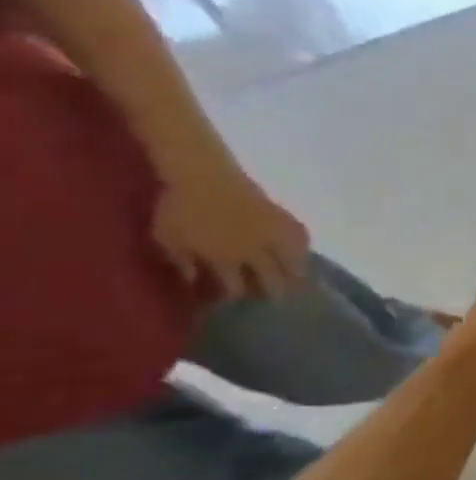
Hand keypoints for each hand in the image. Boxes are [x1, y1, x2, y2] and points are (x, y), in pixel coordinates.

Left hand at [152, 162, 309, 298]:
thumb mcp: (168, 238)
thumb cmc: (179, 208)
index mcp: (225, 258)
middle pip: (272, 276)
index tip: (238, 303)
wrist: (203, 175)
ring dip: (296, 270)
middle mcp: (254, 250)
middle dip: (275, 290)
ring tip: (301, 278)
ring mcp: (271, 234)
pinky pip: (299, 236)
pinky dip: (302, 245)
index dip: (238, 296)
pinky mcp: (281, 218)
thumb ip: (183, 262)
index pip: (236, 285)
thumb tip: (195, 281)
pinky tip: (303, 249)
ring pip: (293, 258)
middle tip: (280, 300)